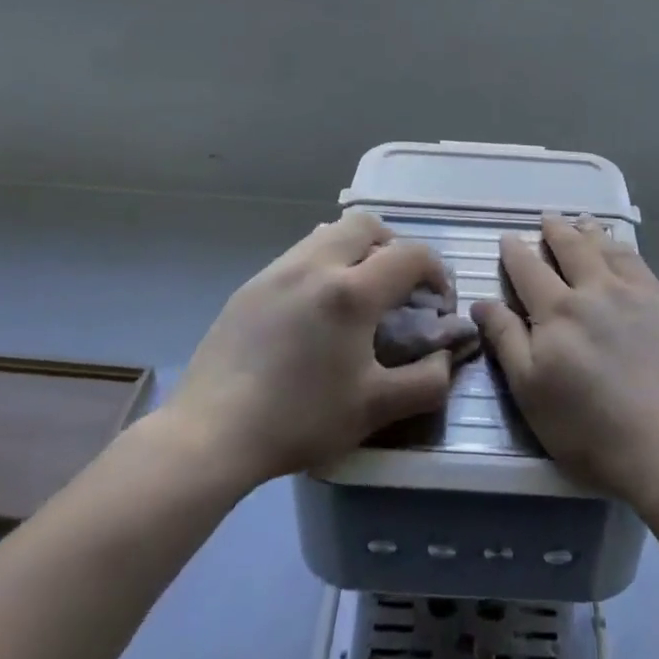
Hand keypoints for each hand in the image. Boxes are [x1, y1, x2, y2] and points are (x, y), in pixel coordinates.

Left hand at [168, 212, 461, 487]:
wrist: (211, 433)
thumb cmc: (299, 419)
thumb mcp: (375, 409)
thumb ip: (427, 381)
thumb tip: (446, 357)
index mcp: (351, 291)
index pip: (411, 254)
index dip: (436, 272)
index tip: (436, 303)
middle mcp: (315, 264)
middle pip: (367, 224)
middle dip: (394, 246)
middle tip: (396, 287)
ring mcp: (278, 270)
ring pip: (329, 234)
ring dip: (355, 251)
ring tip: (355, 296)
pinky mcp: (251, 285)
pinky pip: (300, 255)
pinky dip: (323, 266)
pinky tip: (314, 313)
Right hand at [472, 215, 658, 507]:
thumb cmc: (589, 429)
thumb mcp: (531, 392)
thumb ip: (506, 341)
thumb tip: (481, 302)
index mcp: (557, 312)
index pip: (529, 270)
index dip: (515, 252)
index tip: (507, 238)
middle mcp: (594, 291)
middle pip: (571, 248)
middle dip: (555, 230)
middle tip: (547, 217)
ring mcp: (633, 294)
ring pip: (606, 249)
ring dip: (590, 233)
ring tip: (582, 222)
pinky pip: (638, 263)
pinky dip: (623, 248)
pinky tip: (620, 249)